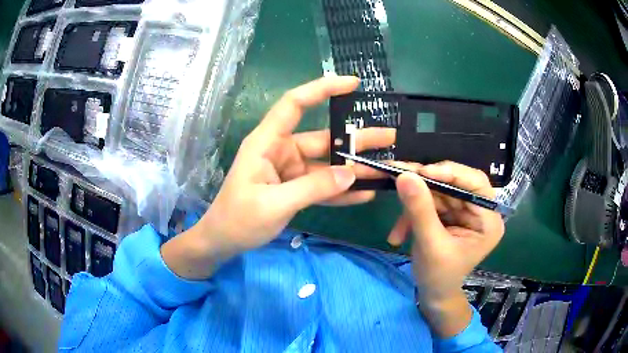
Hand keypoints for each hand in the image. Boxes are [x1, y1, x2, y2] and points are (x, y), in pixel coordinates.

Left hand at [161, 76, 394, 278]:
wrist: (223, 242)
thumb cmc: (237, 220)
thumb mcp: (273, 204)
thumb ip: (312, 188)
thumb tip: (351, 174)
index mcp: (268, 143)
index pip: (294, 104)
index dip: (322, 89)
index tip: (352, 83)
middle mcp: (282, 151)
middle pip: (323, 138)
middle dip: (357, 139)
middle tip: (390, 137)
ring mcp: (290, 171)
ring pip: (328, 164)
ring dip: (355, 167)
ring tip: (386, 167)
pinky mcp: (296, 189)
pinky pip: (323, 186)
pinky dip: (342, 190)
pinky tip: (366, 193)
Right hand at [389, 161, 504, 335]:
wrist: (433, 295)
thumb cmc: (439, 277)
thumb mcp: (430, 245)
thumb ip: (420, 210)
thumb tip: (404, 175)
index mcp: (488, 219)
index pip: (476, 183)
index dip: (451, 172)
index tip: (421, 172)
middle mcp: (479, 210)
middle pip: (454, 184)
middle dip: (425, 188)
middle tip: (400, 181)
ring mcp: (463, 211)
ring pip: (437, 192)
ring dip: (414, 206)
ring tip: (398, 229)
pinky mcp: (449, 214)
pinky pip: (429, 203)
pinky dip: (411, 216)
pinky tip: (399, 236)